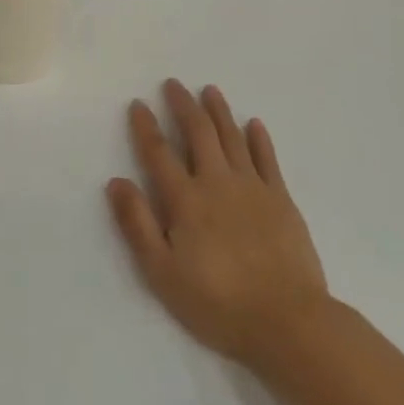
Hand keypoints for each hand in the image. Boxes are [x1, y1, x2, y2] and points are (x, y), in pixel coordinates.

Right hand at [107, 81, 330, 370]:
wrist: (287, 321)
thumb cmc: (217, 303)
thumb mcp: (163, 273)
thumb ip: (138, 225)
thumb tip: (116, 182)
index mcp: (185, 200)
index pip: (159, 153)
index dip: (146, 127)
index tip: (138, 104)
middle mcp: (217, 182)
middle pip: (198, 133)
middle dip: (183, 105)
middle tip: (173, 84)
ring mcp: (253, 187)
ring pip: (232, 137)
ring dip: (219, 111)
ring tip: (210, 90)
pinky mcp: (281, 199)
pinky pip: (267, 159)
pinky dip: (258, 138)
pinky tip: (254, 124)